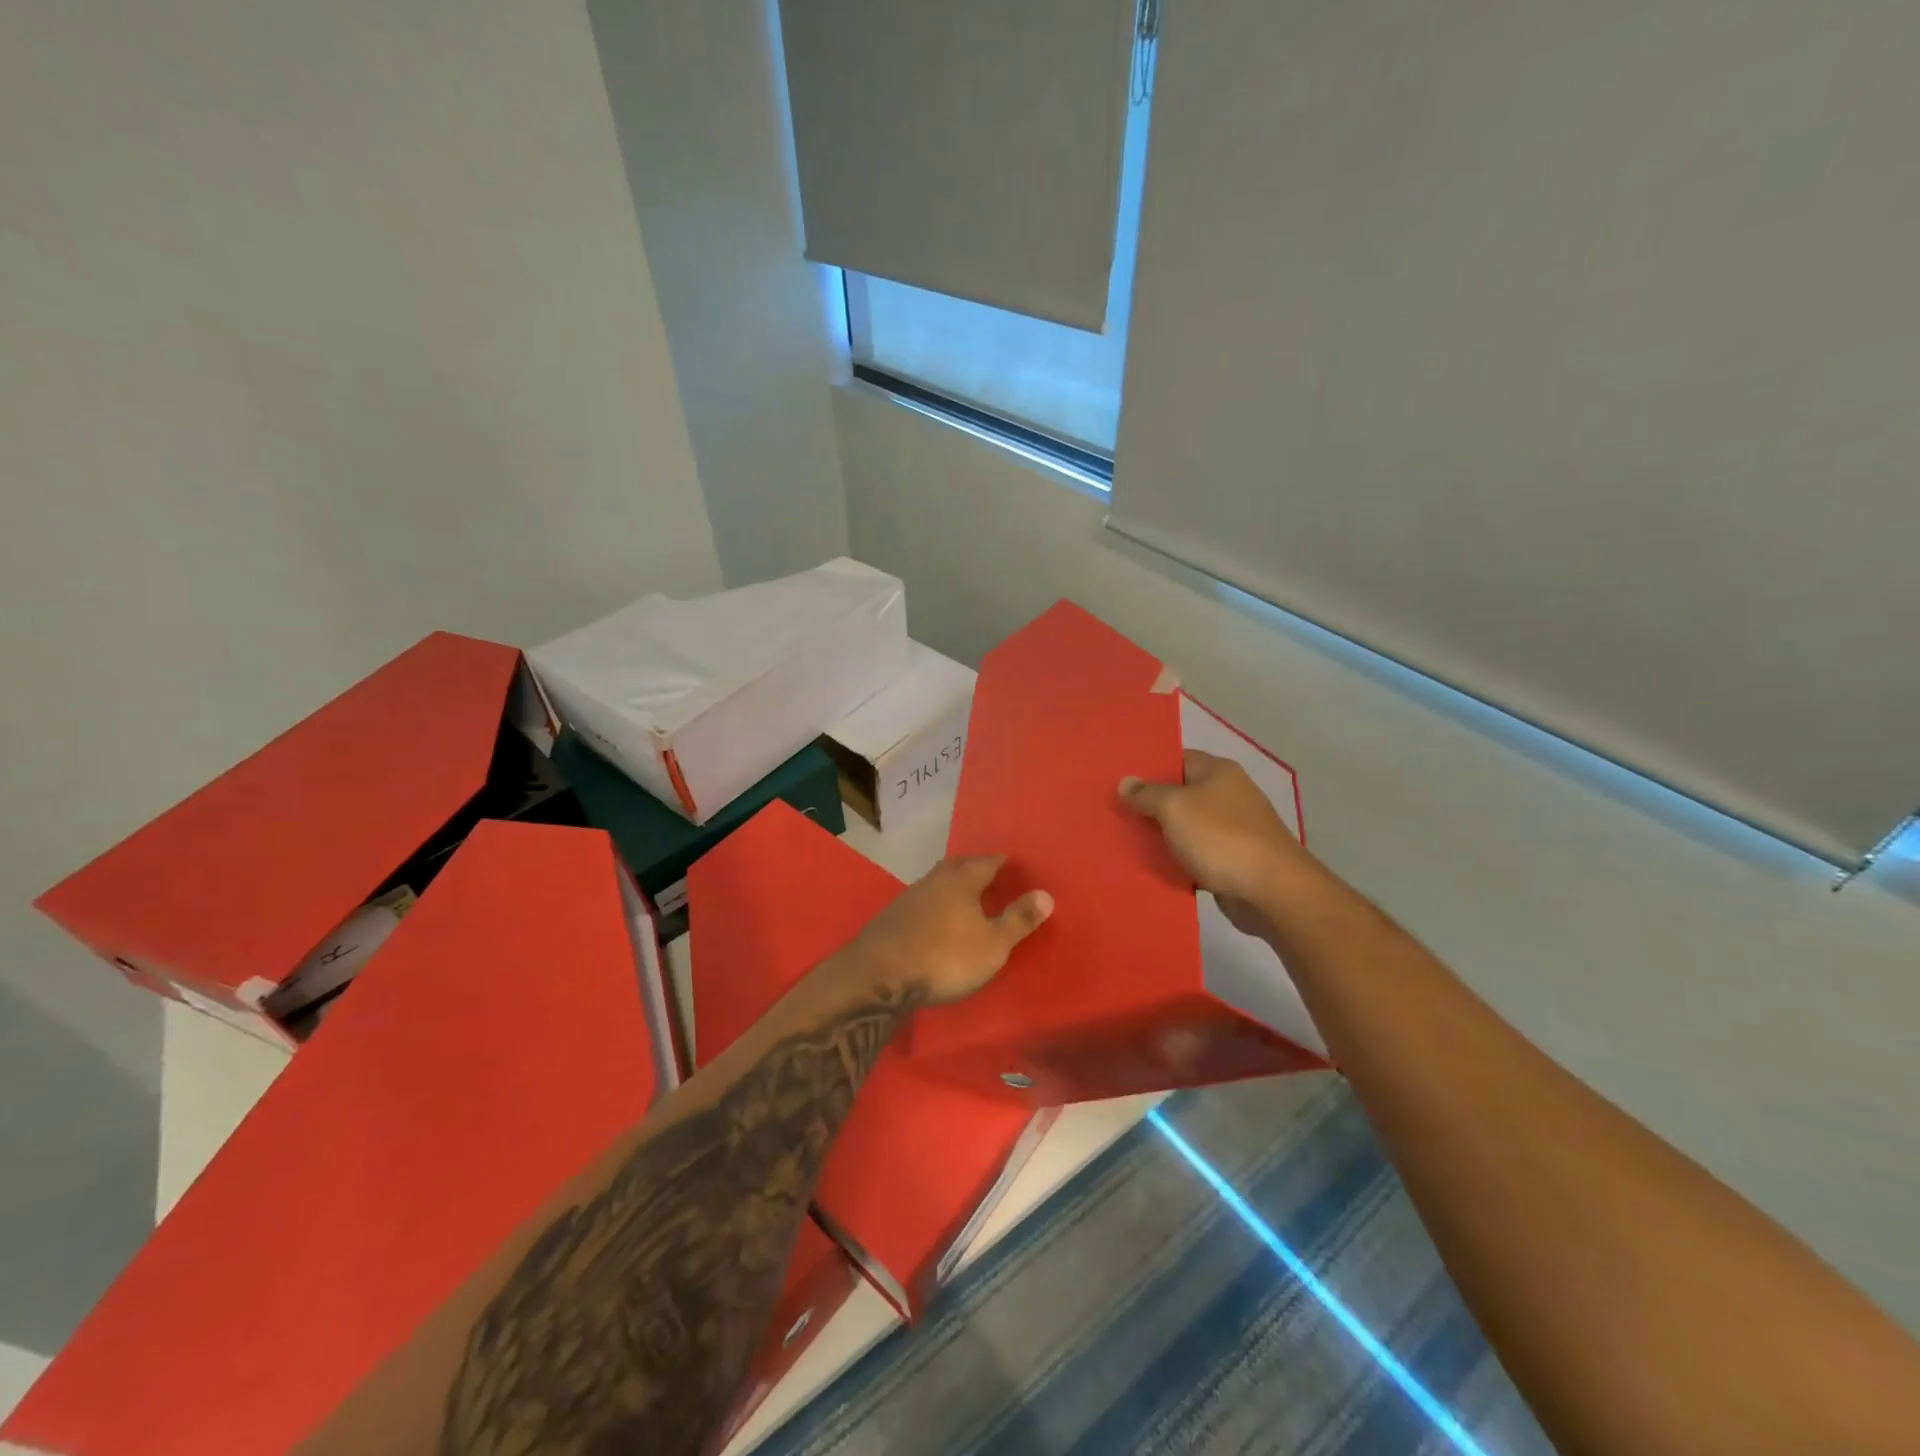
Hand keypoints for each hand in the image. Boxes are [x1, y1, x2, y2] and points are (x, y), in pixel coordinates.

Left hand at [844, 855, 1052, 1004]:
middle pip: (958, 865)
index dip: (1001, 861)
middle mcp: (935, 880)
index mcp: (962, 880)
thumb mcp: (993, 944)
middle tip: (989, 872)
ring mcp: (909, 897)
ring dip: (952, 885)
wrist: (880, 974)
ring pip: (937, 882)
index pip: (987, 862)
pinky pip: (922, 901)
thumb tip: (1046, 894)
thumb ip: (1019, 919)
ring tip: (965, 896)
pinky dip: (934, 903)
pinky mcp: (892, 917)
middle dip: (974, 866)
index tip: (1012, 863)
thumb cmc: (945, 956)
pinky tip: (936, 918)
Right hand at [1120, 750, 1314, 934]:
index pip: (1177, 758)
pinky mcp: (1232, 860)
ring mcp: (1233, 829)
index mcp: (1218, 772)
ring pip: (1186, 827)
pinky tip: (1150, 867)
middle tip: (1113, 811)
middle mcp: (1228, 795)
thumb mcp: (1174, 807)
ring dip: (1161, 835)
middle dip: (1149, 804)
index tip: (1118, 778)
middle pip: (1180, 794)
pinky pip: (1195, 855)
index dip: (1148, 767)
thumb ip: (1147, 794)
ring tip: (1123, 839)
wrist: (1271, 891)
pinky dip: (1177, 860)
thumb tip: (1125, 782)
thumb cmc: (1220, 837)